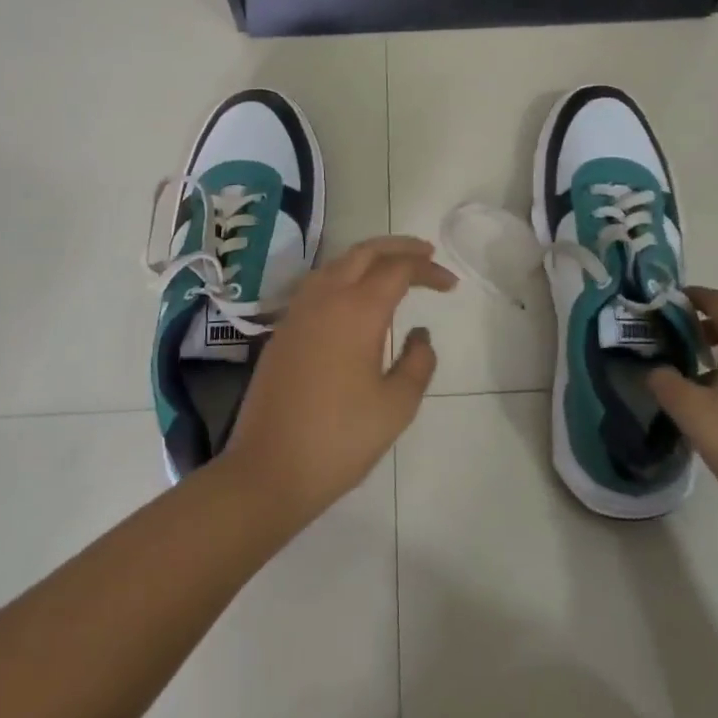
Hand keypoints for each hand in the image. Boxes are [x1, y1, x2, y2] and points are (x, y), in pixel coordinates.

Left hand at [220, 236, 455, 528]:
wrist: (267, 471)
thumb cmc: (339, 439)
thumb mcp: (396, 406)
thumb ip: (418, 362)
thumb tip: (420, 334)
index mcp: (357, 310)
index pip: (399, 269)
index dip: (428, 270)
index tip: (451, 285)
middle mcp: (326, 298)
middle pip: (365, 252)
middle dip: (398, 247)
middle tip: (426, 253)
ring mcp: (299, 311)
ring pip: (337, 263)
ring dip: (369, 257)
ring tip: (393, 267)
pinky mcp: (283, 329)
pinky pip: (318, 283)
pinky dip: (345, 274)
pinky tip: (355, 295)